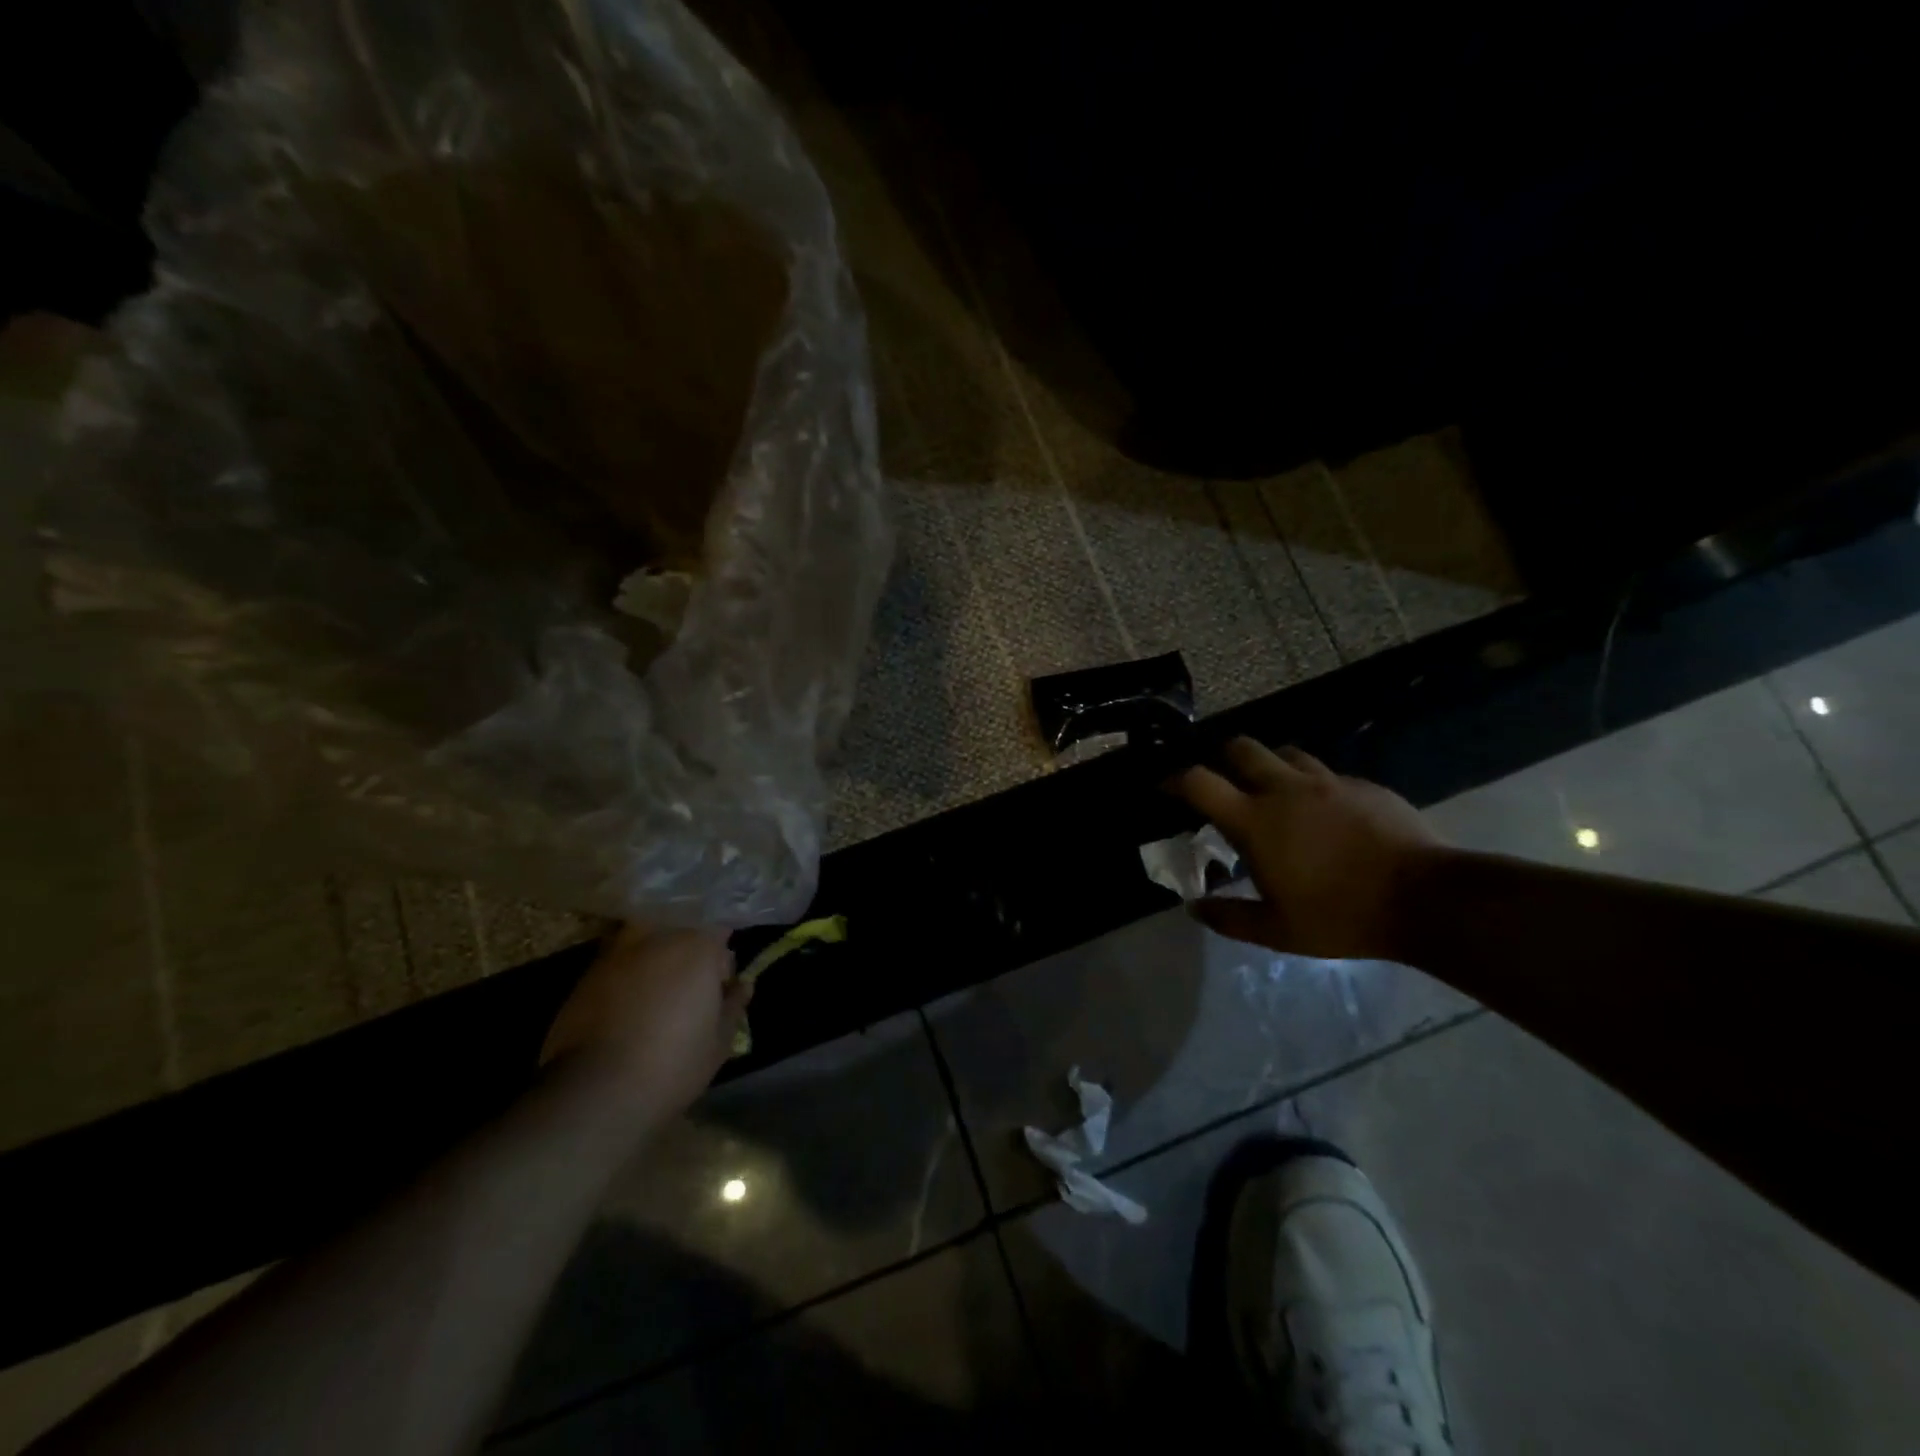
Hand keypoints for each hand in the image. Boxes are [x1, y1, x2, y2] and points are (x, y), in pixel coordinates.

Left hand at [540, 923, 748, 1121]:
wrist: (596, 1091)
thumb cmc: (673, 1063)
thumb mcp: (719, 1042)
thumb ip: (734, 1005)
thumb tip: (743, 985)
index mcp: (698, 946)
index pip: (719, 931)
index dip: (721, 958)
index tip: (720, 985)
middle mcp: (658, 936)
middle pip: (681, 930)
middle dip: (687, 953)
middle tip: (689, 989)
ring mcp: (617, 952)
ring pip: (645, 942)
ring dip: (654, 959)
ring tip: (656, 994)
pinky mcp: (586, 975)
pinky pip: (617, 964)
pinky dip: (625, 977)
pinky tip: (626, 1009)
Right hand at [1168, 738, 1443, 961]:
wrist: (1426, 899)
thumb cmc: (1341, 916)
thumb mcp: (1277, 931)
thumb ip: (1230, 918)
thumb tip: (1195, 908)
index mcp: (1255, 820)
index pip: (1199, 782)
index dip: (1174, 779)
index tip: (1165, 787)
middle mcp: (1285, 789)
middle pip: (1240, 747)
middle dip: (1222, 758)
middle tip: (1224, 783)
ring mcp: (1327, 782)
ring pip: (1285, 751)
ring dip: (1269, 764)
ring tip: (1273, 791)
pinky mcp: (1363, 785)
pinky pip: (1326, 772)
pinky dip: (1312, 784)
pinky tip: (1324, 811)